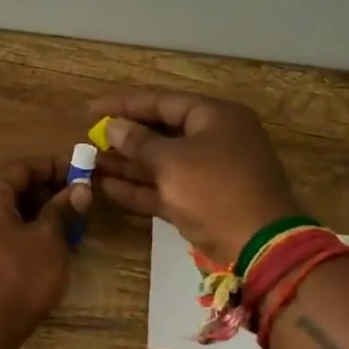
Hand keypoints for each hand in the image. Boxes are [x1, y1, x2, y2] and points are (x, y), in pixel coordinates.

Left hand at [0, 157, 91, 344]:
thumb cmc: (16, 280)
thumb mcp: (49, 241)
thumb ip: (63, 210)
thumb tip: (79, 189)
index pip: (23, 166)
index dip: (56, 168)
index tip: (83, 174)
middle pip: (9, 186)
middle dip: (45, 193)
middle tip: (77, 204)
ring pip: (1, 210)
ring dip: (32, 214)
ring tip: (64, 228)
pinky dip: (16, 231)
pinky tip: (39, 248)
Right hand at [89, 91, 303, 263]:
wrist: (259, 246)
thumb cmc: (215, 190)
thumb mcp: (172, 162)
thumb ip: (139, 142)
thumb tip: (114, 126)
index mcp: (215, 117)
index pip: (163, 102)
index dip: (124, 104)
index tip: (91, 109)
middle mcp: (214, 139)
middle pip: (161, 132)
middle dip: (124, 137)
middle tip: (89, 139)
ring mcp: (209, 173)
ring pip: (160, 163)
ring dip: (126, 165)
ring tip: (91, 164)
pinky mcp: (202, 202)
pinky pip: (165, 188)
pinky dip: (139, 188)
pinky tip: (107, 188)